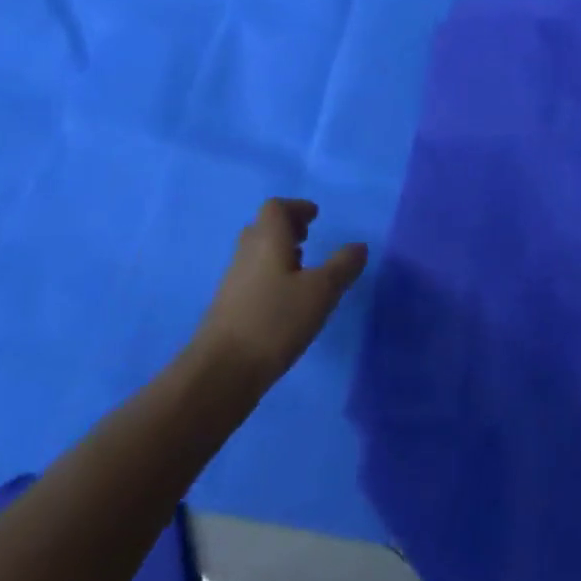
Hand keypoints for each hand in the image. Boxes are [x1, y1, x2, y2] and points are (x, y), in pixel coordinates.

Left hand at [191, 199, 366, 384]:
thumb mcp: (321, 291)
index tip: (315, 217)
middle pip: (262, 228)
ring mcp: (233, 282)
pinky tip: (286, 300)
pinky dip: (270, 276)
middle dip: (286, 228)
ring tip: (303, 269)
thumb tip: (359, 246)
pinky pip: (251, 277)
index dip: (296, 207)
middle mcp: (246, 255)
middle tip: (309, 238)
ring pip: (256, 254)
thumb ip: (343, 265)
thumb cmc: (275, 321)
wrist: (221, 372)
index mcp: (267, 241)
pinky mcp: (228, 308)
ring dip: (278, 253)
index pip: (275, 208)